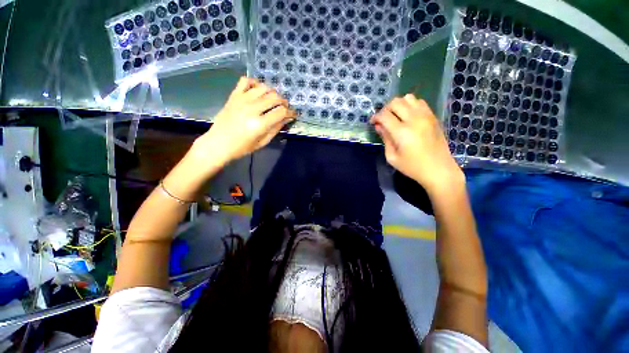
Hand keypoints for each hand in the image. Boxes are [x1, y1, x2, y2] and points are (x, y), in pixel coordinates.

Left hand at [192, 77, 294, 165]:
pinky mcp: (234, 96)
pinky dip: (254, 82)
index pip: (281, 112)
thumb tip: (286, 118)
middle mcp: (252, 108)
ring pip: (263, 87)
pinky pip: (245, 81)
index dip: (290, 112)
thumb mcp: (262, 142)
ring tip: (273, 100)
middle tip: (284, 107)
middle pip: (274, 97)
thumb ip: (275, 129)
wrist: (218, 143)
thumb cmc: (242, 147)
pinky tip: (258, 90)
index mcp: (259, 124)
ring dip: (272, 92)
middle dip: (283, 102)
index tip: (293, 114)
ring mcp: (241, 100)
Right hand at [371, 94, 463, 195]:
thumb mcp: (392, 157)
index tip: (373, 123)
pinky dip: (410, 105)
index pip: (384, 115)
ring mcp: (426, 116)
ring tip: (396, 116)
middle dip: (385, 109)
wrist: (438, 169)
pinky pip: (420, 102)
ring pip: (408, 98)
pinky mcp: (433, 117)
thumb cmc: (412, 167)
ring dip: (398, 105)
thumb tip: (378, 126)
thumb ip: (385, 139)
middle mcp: (414, 119)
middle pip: (396, 102)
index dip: (376, 117)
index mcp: (402, 132)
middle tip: (383, 120)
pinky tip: (408, 116)